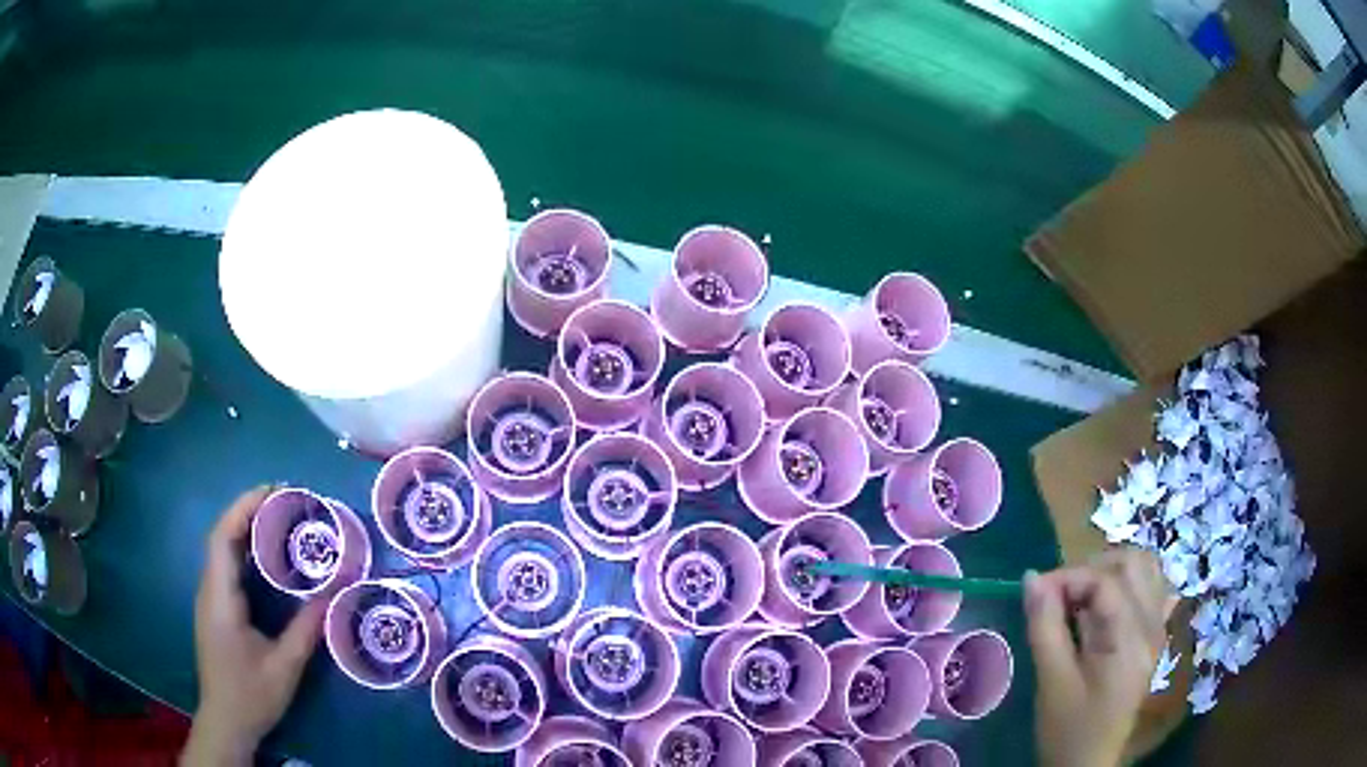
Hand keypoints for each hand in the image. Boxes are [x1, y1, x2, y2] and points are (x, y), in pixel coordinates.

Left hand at [182, 486, 326, 766]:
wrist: (226, 721)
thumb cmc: (251, 695)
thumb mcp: (284, 668)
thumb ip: (306, 631)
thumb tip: (333, 595)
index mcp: (220, 598)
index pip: (223, 538)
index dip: (244, 508)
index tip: (274, 492)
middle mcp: (209, 590)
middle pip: (221, 537)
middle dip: (248, 511)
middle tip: (284, 502)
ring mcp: (210, 598)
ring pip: (221, 550)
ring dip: (245, 528)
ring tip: (279, 520)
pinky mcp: (215, 608)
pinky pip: (226, 567)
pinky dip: (243, 549)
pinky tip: (265, 556)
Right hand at [1025, 549, 1175, 766]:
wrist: (1087, 764)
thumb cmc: (1067, 729)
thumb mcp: (1051, 682)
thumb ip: (1045, 626)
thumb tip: (1032, 578)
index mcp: (1131, 639)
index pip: (1106, 581)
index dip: (1068, 577)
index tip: (1035, 593)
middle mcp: (1153, 626)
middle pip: (1133, 563)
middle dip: (1091, 568)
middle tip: (1058, 596)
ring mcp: (1157, 631)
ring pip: (1146, 571)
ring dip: (1111, 573)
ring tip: (1079, 598)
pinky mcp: (1152, 639)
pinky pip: (1152, 592)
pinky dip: (1129, 586)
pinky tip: (1109, 605)